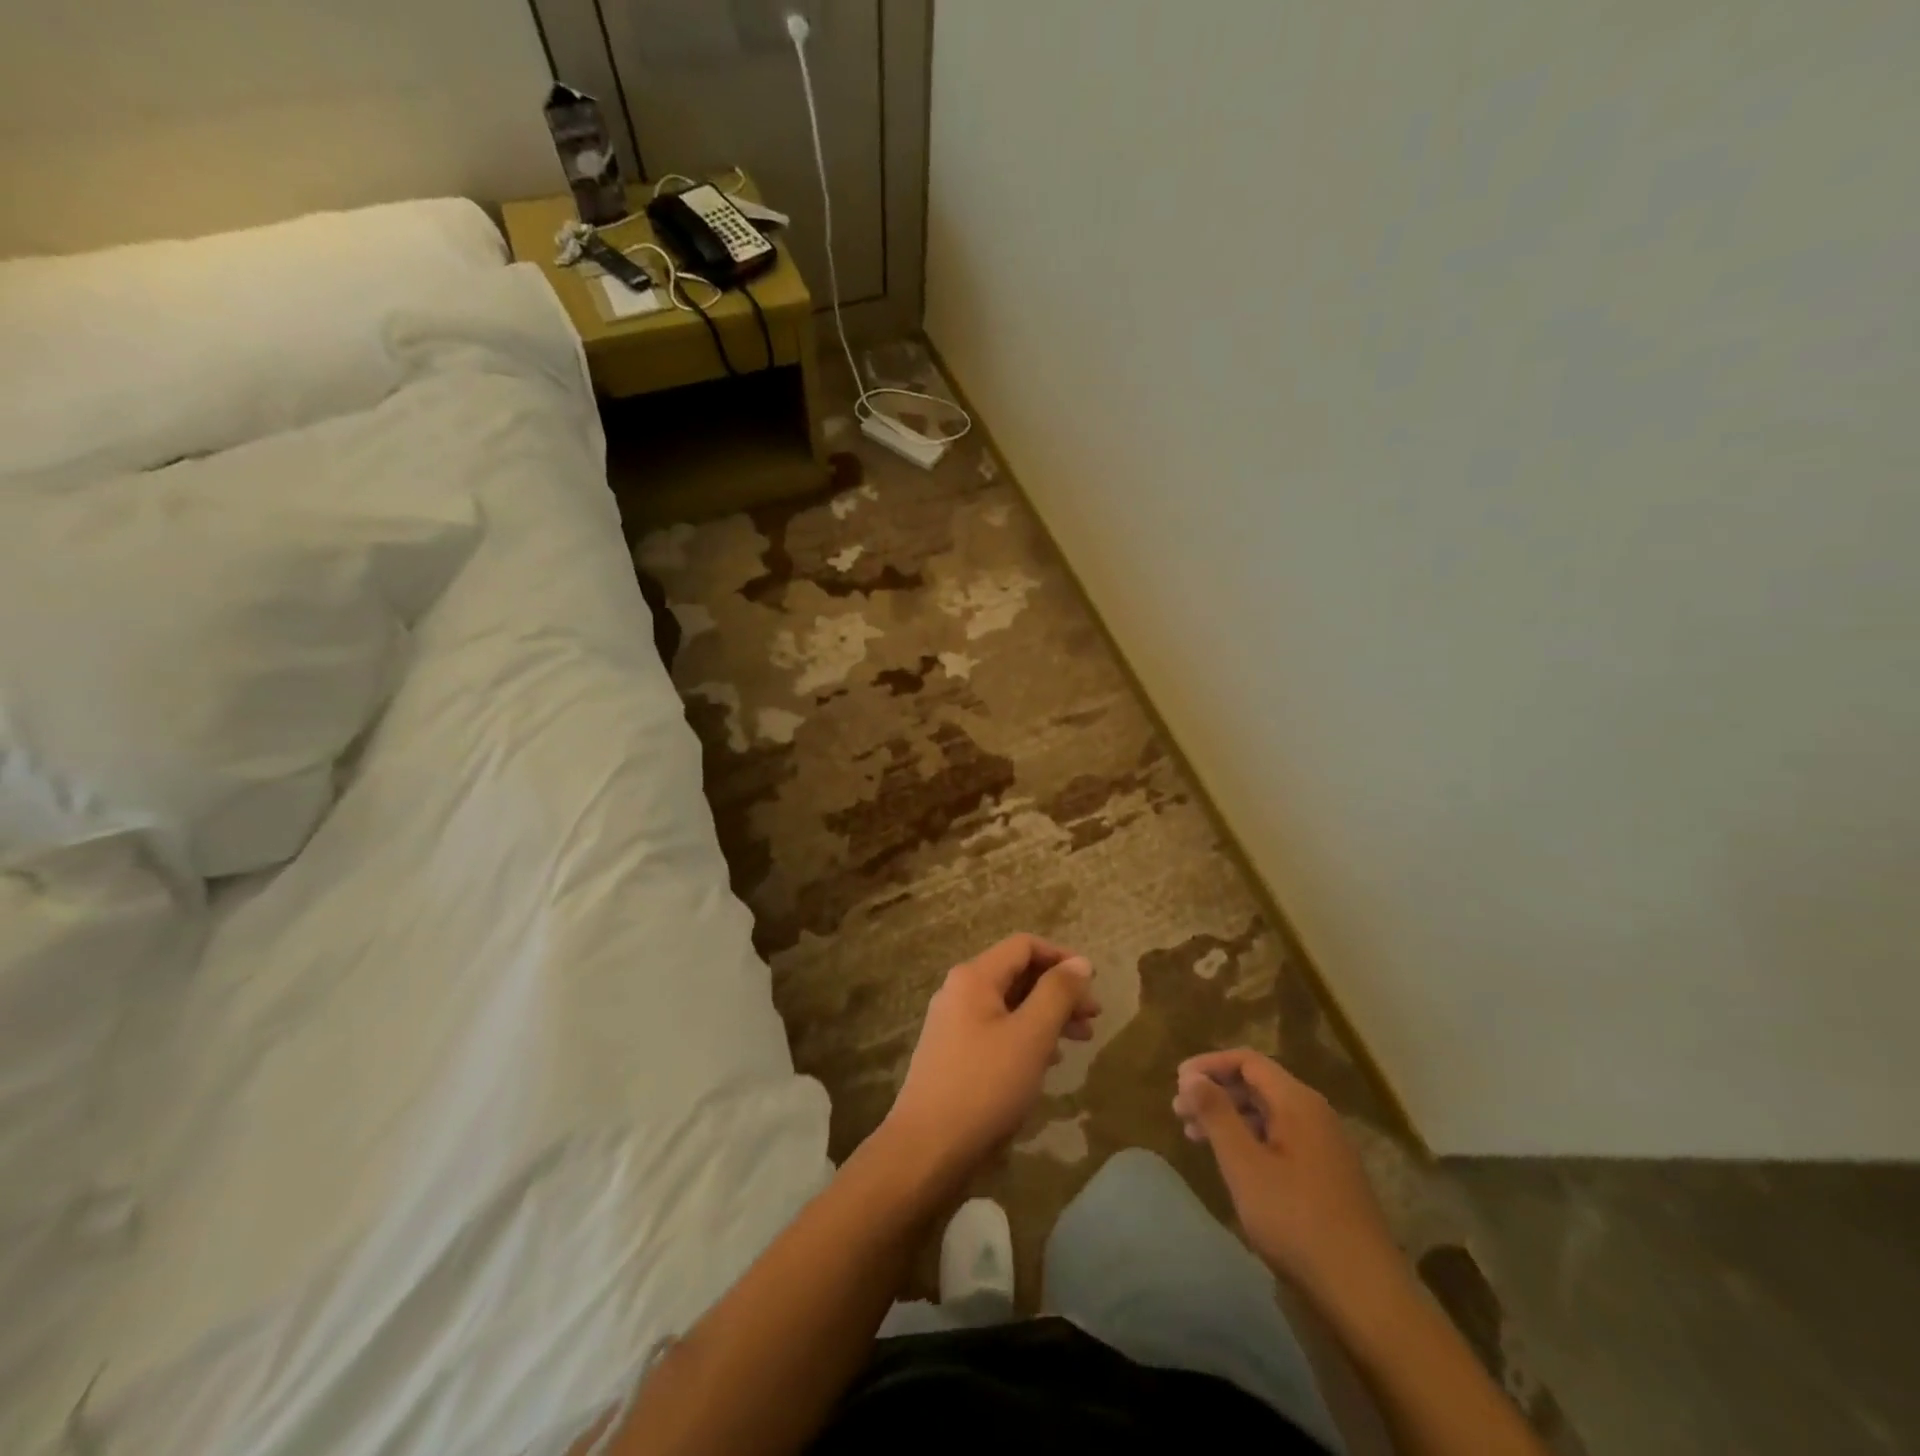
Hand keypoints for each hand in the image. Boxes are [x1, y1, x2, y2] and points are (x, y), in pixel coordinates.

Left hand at [883, 933, 1097, 1192]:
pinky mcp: (954, 1053)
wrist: (927, 1148)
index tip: (1093, 983)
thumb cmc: (984, 1085)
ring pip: (1010, 1005)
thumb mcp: (1030, 1036)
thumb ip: (1057, 994)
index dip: (1062, 958)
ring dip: (1047, 1016)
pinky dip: (1027, 1036)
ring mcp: (953, 1023)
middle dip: (1058, 991)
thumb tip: (1081, 962)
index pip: (1024, 946)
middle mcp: (959, 991)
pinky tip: (1048, 1061)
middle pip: (1017, 974)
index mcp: (974, 977)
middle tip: (1094, 1018)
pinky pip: (998, 1030)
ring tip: (1080, 1040)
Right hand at [1173, 1048, 1399, 1302]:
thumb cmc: (1296, 1221)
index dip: (1209, 1065)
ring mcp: (1325, 1145)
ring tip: (1195, 1136)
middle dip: (1216, 1092)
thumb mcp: (1244, 1165)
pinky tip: (1232, 1162)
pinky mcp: (1328, 1175)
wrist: (1365, 1293)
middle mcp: (1315, 1114)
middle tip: (1179, 1111)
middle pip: (1258, 1084)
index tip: (1177, 1082)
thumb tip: (1191, 1076)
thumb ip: (1216, 1114)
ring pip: (1268, 1113)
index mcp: (1298, 1102)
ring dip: (1229, 1117)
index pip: (1247, 1061)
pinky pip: (1281, 1137)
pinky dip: (1249, 1138)